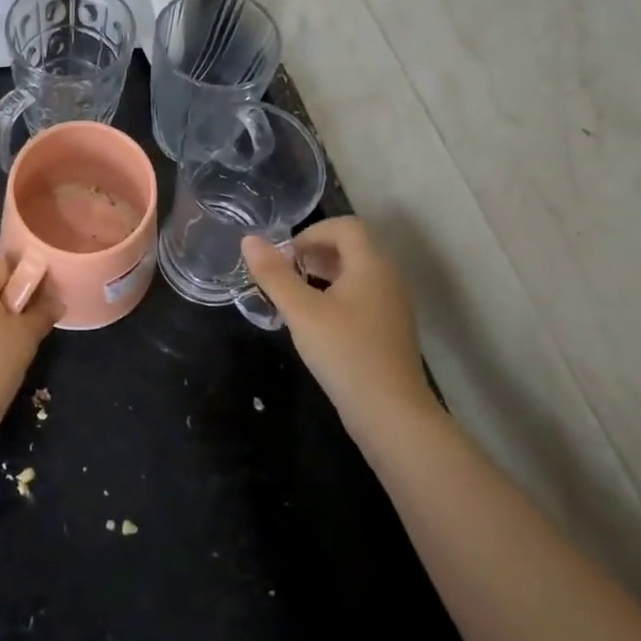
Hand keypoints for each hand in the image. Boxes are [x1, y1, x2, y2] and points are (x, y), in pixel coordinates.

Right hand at [242, 218, 438, 431]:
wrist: (391, 414)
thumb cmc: (345, 353)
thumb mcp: (301, 312)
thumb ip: (274, 274)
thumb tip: (249, 239)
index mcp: (372, 264)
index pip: (345, 226)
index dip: (311, 233)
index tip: (285, 258)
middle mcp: (388, 277)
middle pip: (351, 246)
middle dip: (314, 252)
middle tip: (285, 275)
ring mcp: (392, 305)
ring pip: (356, 272)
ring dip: (323, 274)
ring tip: (295, 296)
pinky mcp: (389, 329)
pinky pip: (361, 295)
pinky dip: (336, 296)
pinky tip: (316, 322)